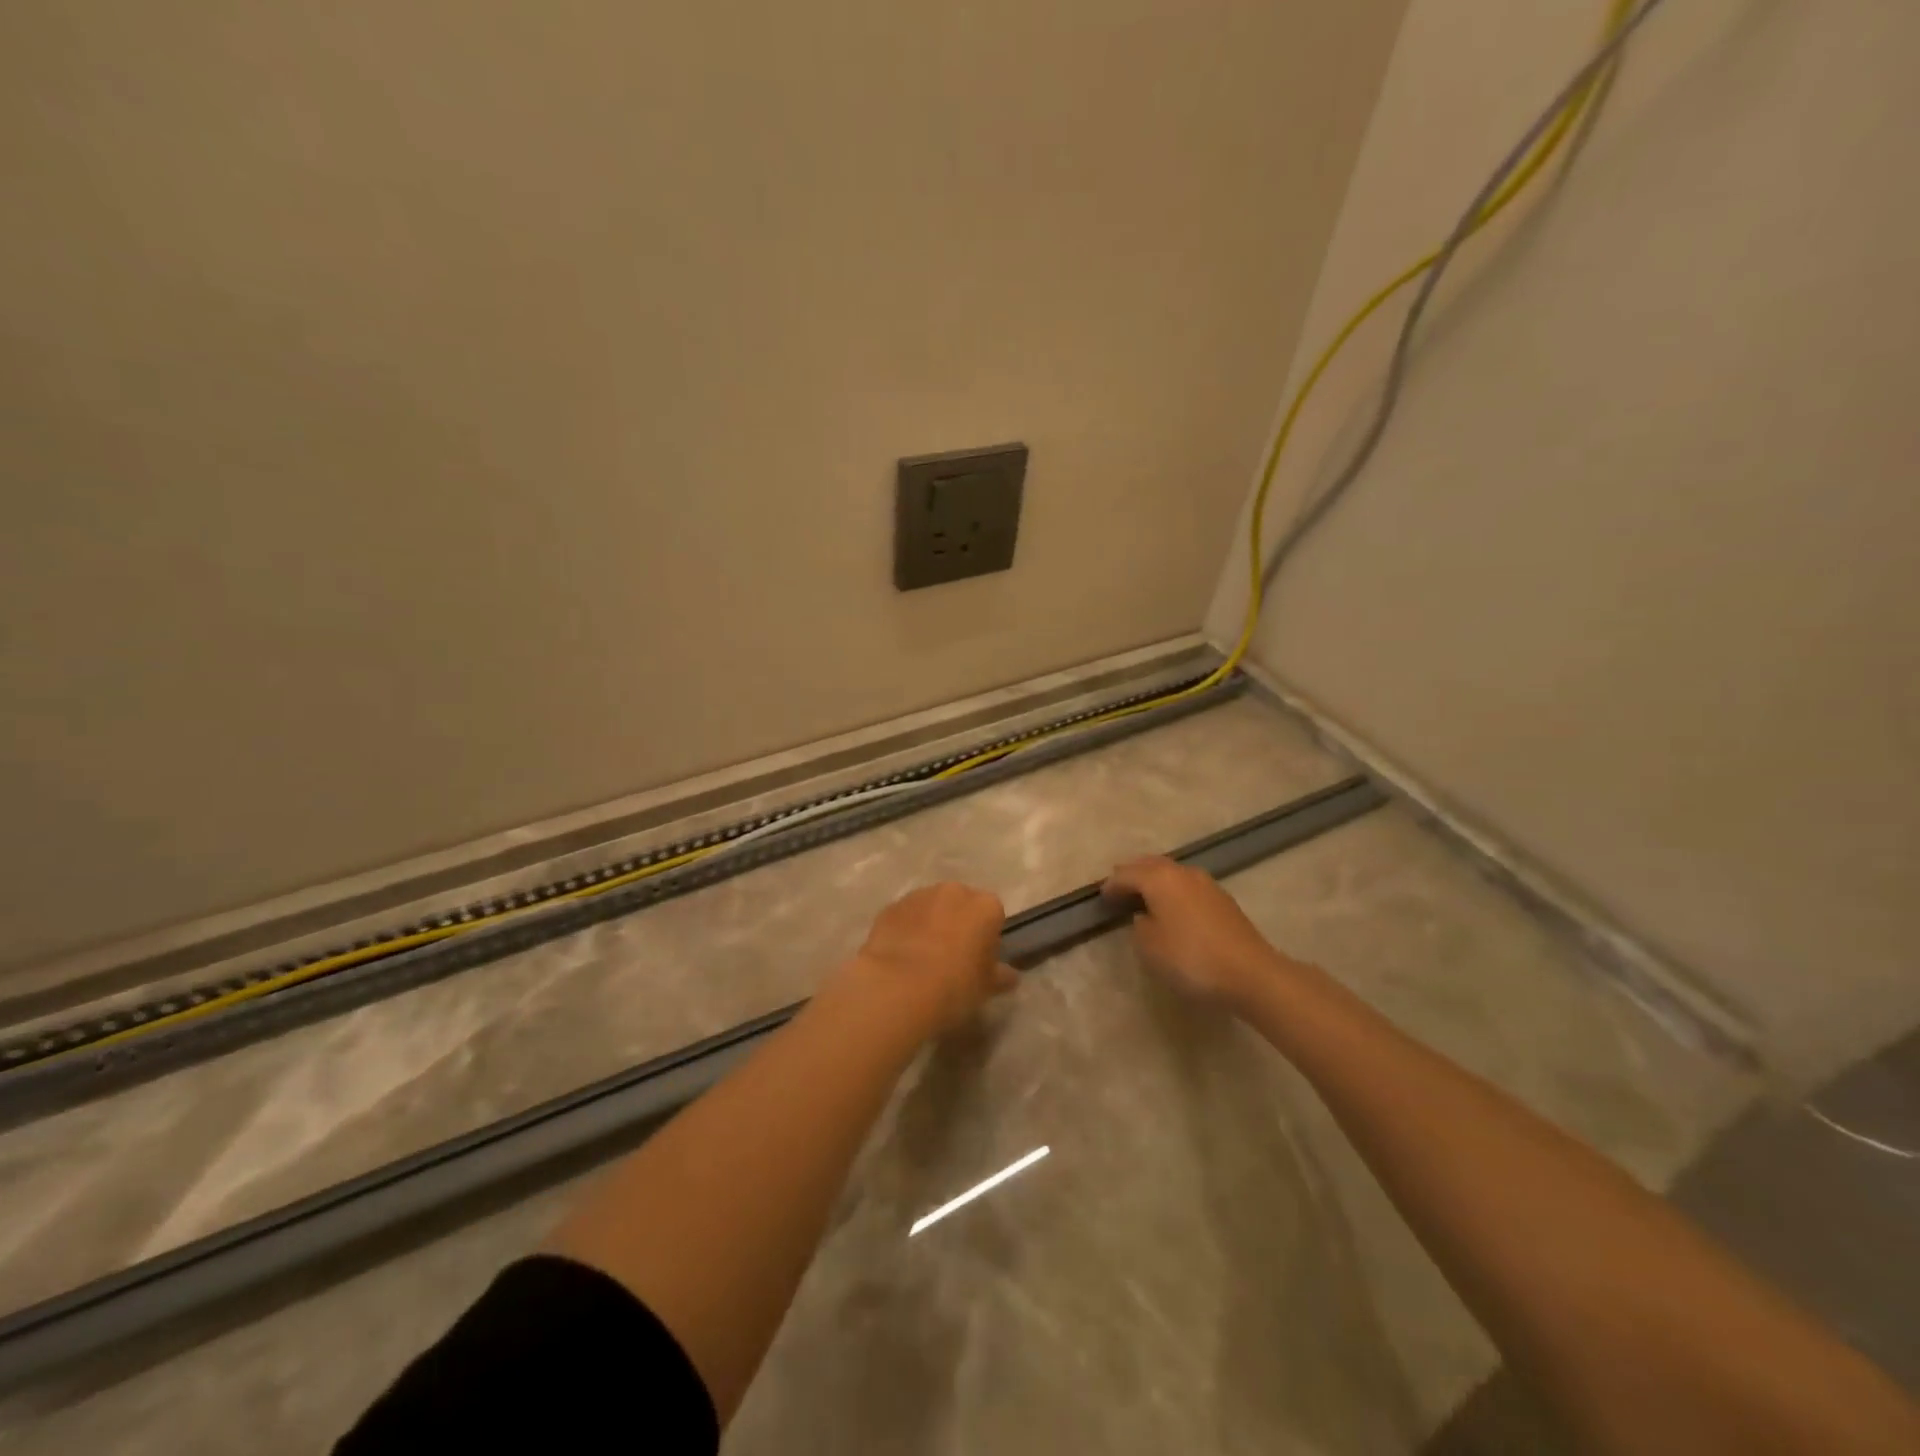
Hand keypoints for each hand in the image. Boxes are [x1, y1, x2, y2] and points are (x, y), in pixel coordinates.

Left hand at [841, 882, 1015, 1036]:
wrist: (898, 987)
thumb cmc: (954, 986)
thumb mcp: (986, 988)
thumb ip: (999, 976)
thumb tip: (1009, 976)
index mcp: (985, 906)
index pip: (993, 915)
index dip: (987, 937)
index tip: (979, 960)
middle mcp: (954, 892)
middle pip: (961, 904)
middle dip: (958, 924)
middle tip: (951, 958)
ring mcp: (919, 896)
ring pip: (931, 907)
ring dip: (930, 924)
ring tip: (922, 959)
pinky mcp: (890, 907)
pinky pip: (905, 916)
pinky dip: (905, 929)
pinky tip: (900, 958)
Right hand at [1102, 856, 1286, 1008]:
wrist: (1251, 973)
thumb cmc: (1192, 958)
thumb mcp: (1150, 948)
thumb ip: (1140, 927)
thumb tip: (1144, 917)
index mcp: (1160, 879)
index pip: (1127, 875)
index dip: (1112, 885)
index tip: (1101, 896)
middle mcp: (1183, 873)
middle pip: (1151, 865)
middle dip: (1134, 873)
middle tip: (1119, 884)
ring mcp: (1207, 884)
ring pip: (1172, 873)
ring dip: (1155, 879)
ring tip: (1144, 894)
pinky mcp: (1223, 900)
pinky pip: (1188, 886)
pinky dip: (1174, 890)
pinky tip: (1173, 906)